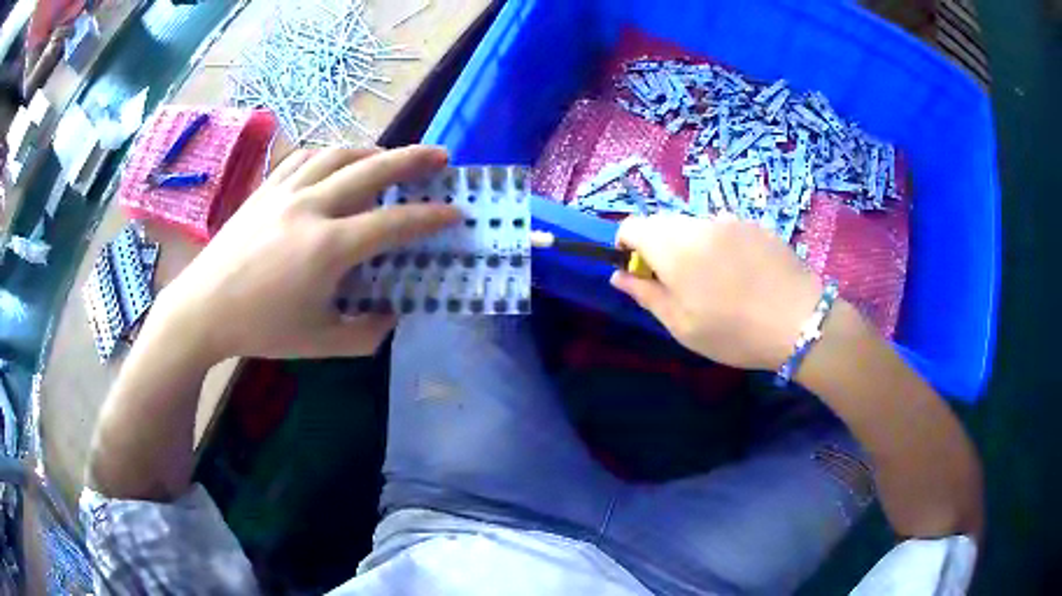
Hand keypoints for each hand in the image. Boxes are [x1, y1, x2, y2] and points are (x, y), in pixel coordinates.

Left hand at [155, 145, 459, 360]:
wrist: (204, 308)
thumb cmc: (260, 329)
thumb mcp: (320, 343)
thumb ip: (367, 333)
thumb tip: (393, 313)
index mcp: (328, 248)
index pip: (393, 223)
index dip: (430, 217)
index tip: (456, 212)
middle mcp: (311, 208)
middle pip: (372, 170)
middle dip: (413, 160)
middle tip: (441, 157)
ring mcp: (285, 192)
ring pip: (339, 154)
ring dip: (373, 151)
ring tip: (390, 157)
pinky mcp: (266, 188)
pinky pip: (306, 157)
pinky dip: (332, 154)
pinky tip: (338, 161)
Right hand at [611, 213, 823, 369]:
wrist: (800, 321)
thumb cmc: (734, 332)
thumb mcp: (682, 325)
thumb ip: (646, 295)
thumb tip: (619, 275)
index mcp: (674, 246)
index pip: (633, 225)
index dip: (626, 246)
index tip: (639, 273)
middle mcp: (699, 223)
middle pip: (663, 223)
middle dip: (658, 247)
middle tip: (677, 284)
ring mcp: (731, 220)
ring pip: (694, 225)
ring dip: (690, 246)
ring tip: (715, 282)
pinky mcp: (756, 225)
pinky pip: (723, 229)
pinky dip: (719, 245)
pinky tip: (741, 275)